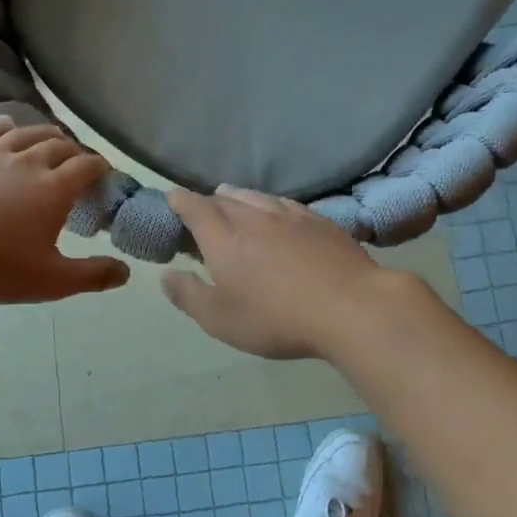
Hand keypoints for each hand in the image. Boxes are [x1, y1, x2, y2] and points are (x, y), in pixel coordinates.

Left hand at [0, 118, 130, 304]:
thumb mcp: (50, 280)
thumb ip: (91, 275)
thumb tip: (126, 272)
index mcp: (54, 189)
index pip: (86, 167)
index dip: (99, 167)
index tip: (104, 171)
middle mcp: (27, 162)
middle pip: (58, 146)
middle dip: (73, 150)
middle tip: (78, 159)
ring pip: (25, 134)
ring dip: (43, 134)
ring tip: (51, 137)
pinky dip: (3, 126)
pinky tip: (6, 124)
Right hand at [162, 186, 403, 358]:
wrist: (350, 306)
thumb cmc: (276, 318)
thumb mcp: (220, 320)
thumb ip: (188, 296)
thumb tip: (165, 275)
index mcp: (223, 237)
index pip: (193, 207)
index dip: (179, 201)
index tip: (171, 199)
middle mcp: (253, 216)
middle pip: (224, 198)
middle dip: (207, 202)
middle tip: (202, 213)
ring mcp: (289, 215)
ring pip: (256, 196)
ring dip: (238, 198)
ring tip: (232, 202)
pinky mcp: (319, 221)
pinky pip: (285, 204)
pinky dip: (271, 205)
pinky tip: (277, 213)